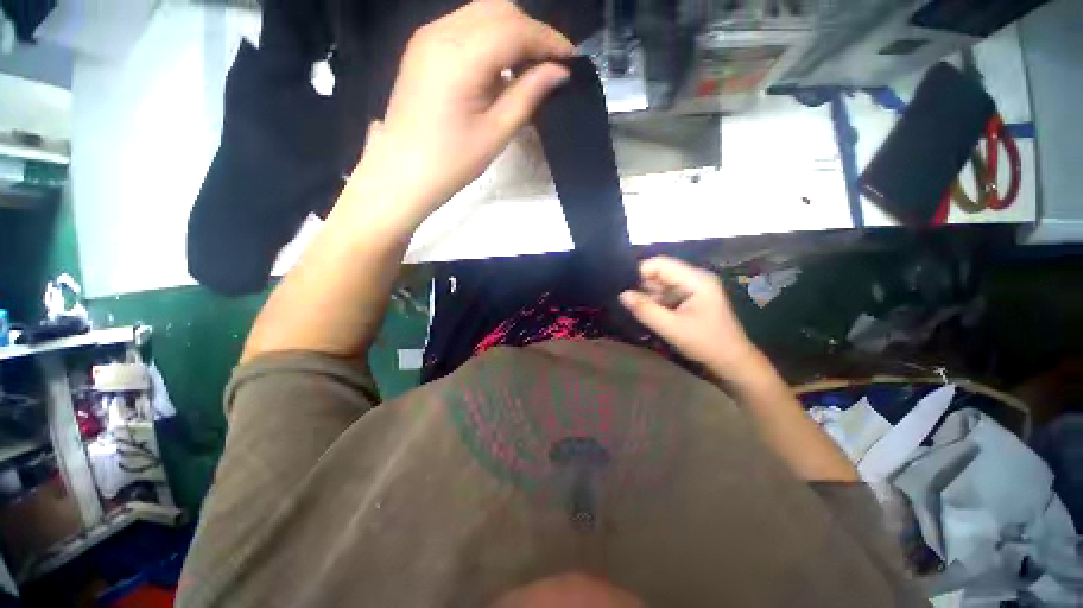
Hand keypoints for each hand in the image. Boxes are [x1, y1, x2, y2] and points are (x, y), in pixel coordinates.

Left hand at [351, 0, 573, 228]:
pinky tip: (501, 66)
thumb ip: (528, 95)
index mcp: (460, 57)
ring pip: (482, 13)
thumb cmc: (451, 162)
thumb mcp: (496, 133)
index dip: (548, 39)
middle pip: (499, 9)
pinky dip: (491, 38)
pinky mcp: (424, 46)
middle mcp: (441, 32)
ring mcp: (428, 36)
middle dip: (532, 31)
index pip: (515, 29)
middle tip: (552, 63)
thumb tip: (558, 72)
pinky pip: (465, 26)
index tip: (572, 59)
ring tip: (530, 65)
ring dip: (512, 32)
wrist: (402, 172)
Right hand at [619, 256, 760, 379]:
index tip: (621, 286)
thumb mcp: (672, 328)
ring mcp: (693, 288)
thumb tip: (622, 295)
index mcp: (695, 279)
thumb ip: (645, 310)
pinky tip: (644, 311)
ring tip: (630, 305)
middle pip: (660, 272)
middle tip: (624, 299)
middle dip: (641, 284)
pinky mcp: (691, 299)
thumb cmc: (705, 343)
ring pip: (661, 284)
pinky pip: (667, 294)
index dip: (639, 272)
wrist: (732, 363)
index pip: (660, 264)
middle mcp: (695, 278)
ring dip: (647, 294)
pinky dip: (655, 301)